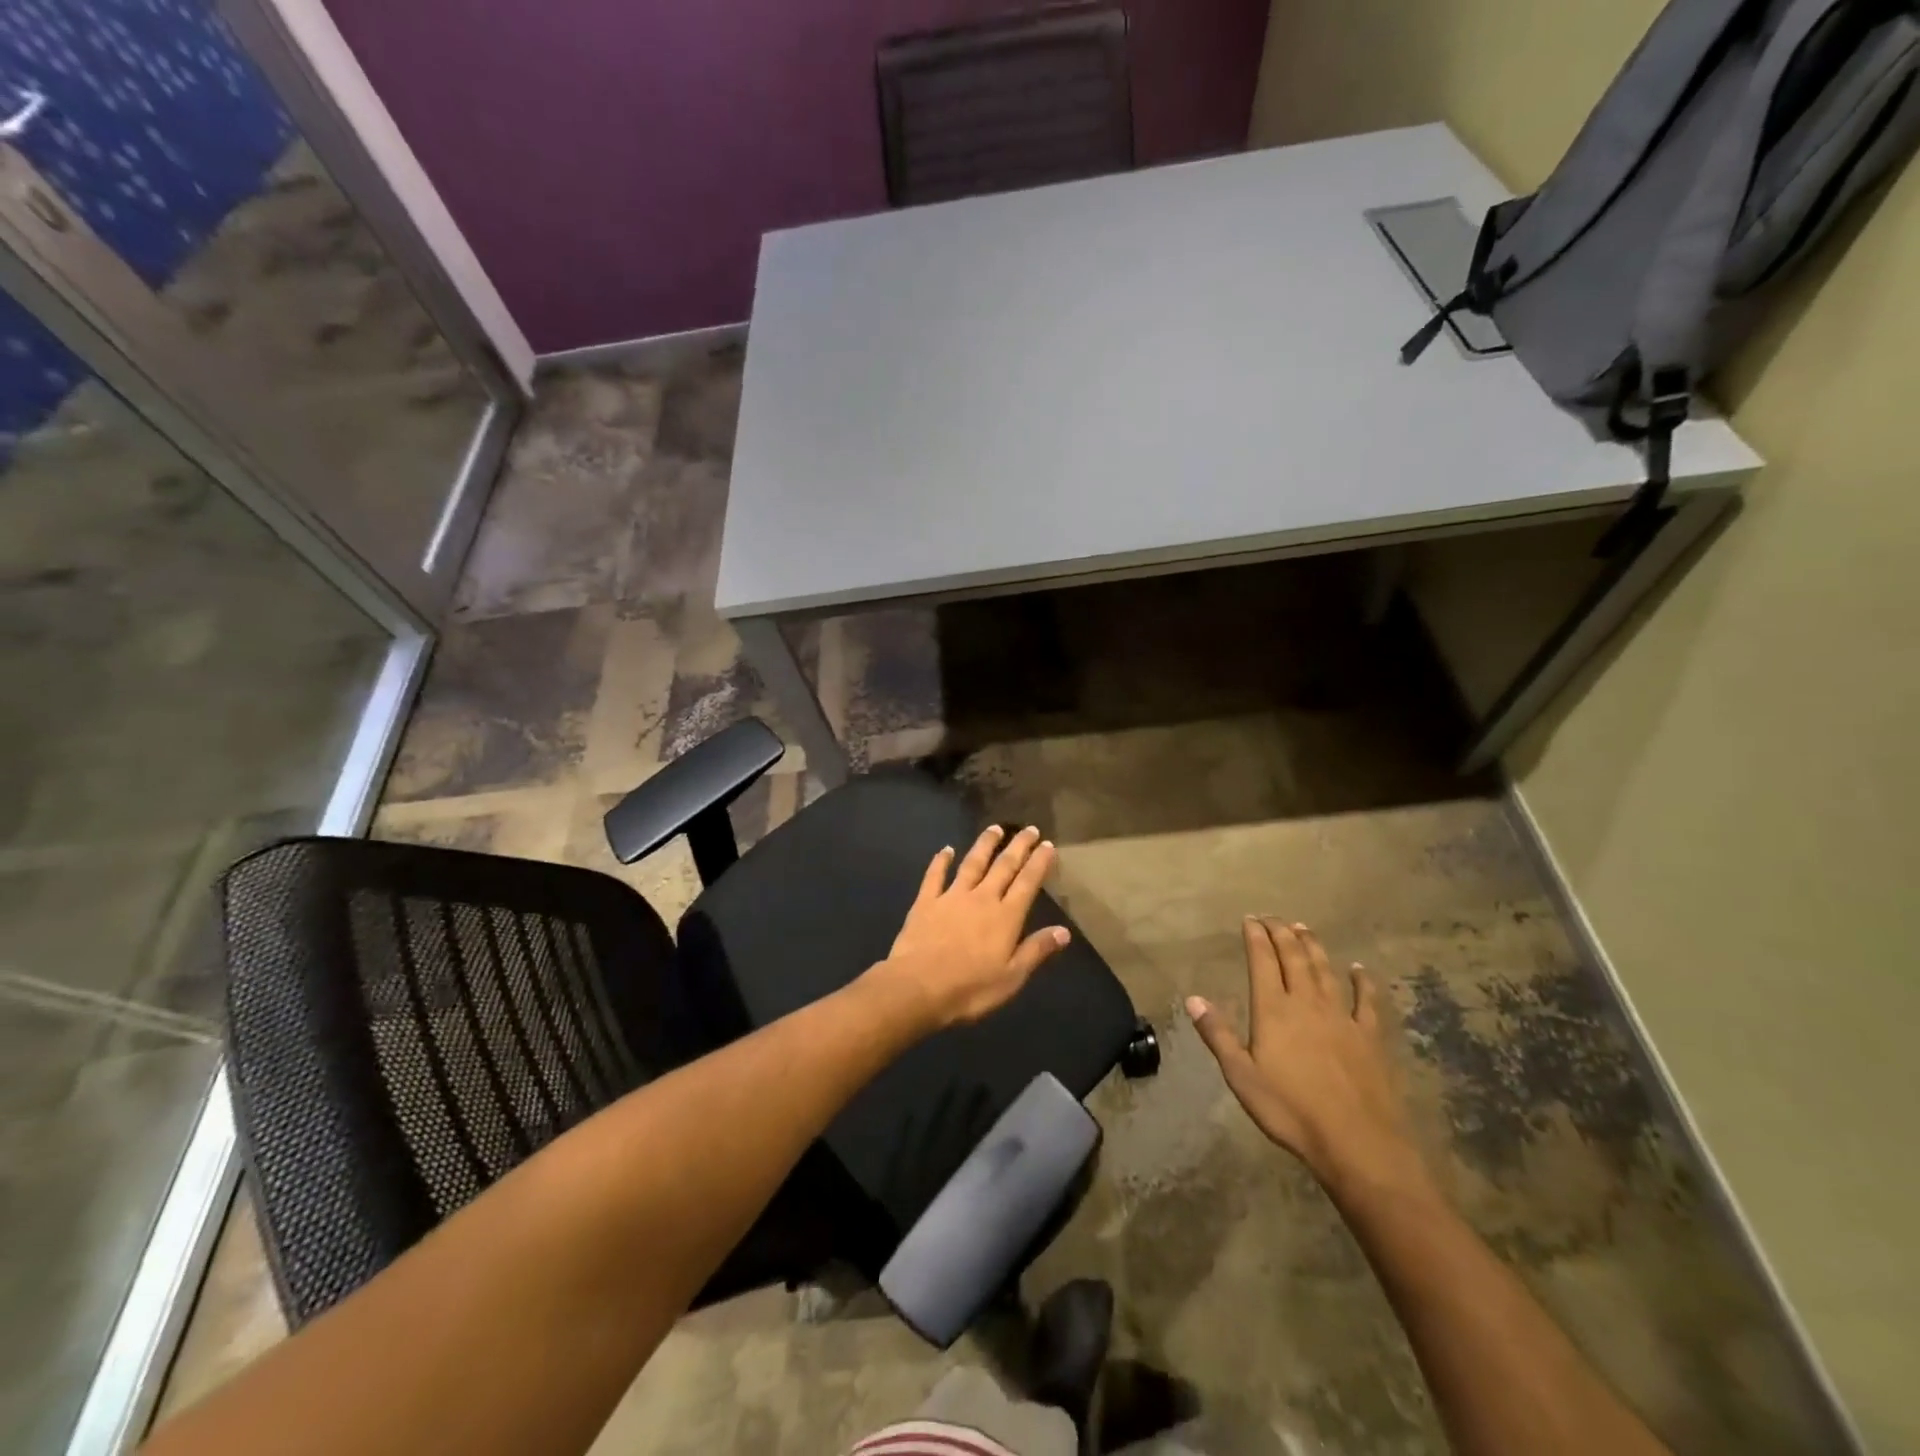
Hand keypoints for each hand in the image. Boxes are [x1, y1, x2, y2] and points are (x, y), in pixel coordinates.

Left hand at [870, 825, 1071, 1030]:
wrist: (917, 987)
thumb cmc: (970, 989)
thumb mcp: (1011, 977)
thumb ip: (1036, 950)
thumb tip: (1064, 931)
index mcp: (1005, 917)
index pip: (1027, 883)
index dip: (1039, 862)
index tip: (1048, 845)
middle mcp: (981, 898)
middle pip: (1003, 866)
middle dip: (1018, 846)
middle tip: (1030, 829)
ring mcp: (952, 897)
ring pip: (972, 863)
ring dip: (985, 844)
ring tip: (995, 828)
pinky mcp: (926, 902)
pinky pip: (935, 875)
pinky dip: (941, 861)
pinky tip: (945, 849)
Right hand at [1189, 918, 1426, 1197]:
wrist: (1358, 1142)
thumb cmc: (1290, 1110)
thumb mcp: (1241, 1076)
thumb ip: (1218, 1034)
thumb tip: (1192, 998)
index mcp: (1273, 1010)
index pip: (1262, 962)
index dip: (1256, 938)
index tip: (1250, 919)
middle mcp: (1307, 1003)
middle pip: (1294, 958)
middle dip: (1281, 933)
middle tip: (1272, 917)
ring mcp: (1342, 1018)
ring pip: (1325, 971)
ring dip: (1313, 946)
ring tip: (1304, 928)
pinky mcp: (1369, 1038)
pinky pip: (1366, 1001)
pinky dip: (1362, 981)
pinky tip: (1359, 969)